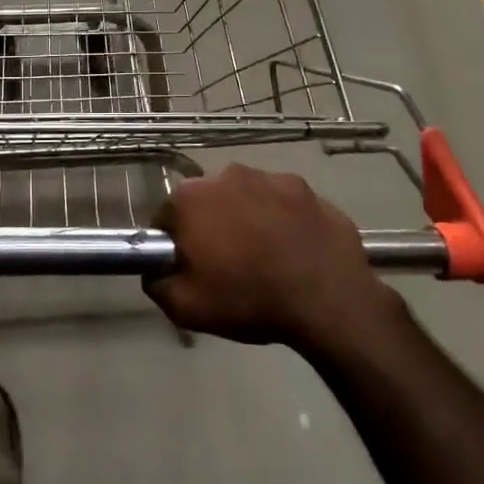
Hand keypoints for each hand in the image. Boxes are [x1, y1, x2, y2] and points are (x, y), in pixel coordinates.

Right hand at [147, 164, 399, 351]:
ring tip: (265, 257)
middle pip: (207, 202)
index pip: (167, 218)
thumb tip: (156, 269)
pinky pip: (282, 202)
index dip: (175, 245)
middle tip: (228, 264)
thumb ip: (157, 282)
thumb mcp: (185, 307)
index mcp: (191, 198)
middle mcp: (227, 175)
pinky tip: (293, 248)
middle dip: (212, 226)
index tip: (190, 268)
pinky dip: (282, 219)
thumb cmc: (248, 300)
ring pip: (246, 197)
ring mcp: (271, 177)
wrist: (327, 300)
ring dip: (248, 218)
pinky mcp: (306, 188)